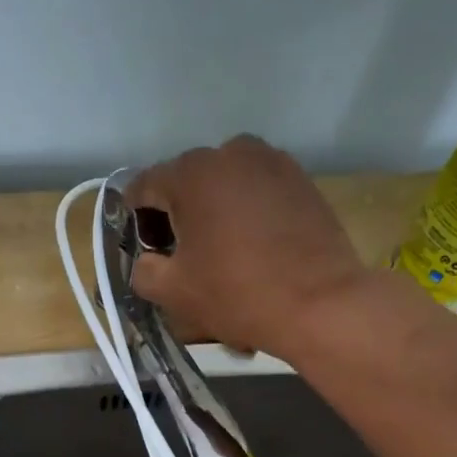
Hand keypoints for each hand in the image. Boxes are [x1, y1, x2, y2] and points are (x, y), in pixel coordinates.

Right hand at [127, 135, 372, 359]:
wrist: (321, 304)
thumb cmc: (238, 294)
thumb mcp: (173, 292)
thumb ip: (143, 270)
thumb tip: (146, 260)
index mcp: (191, 173)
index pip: (143, 188)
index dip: (136, 221)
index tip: (146, 251)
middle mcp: (230, 152)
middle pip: (186, 182)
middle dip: (176, 216)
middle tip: (182, 258)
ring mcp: (271, 162)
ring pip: (224, 185)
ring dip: (213, 212)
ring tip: (222, 253)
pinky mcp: (300, 179)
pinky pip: (256, 191)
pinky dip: (246, 213)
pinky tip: (254, 248)